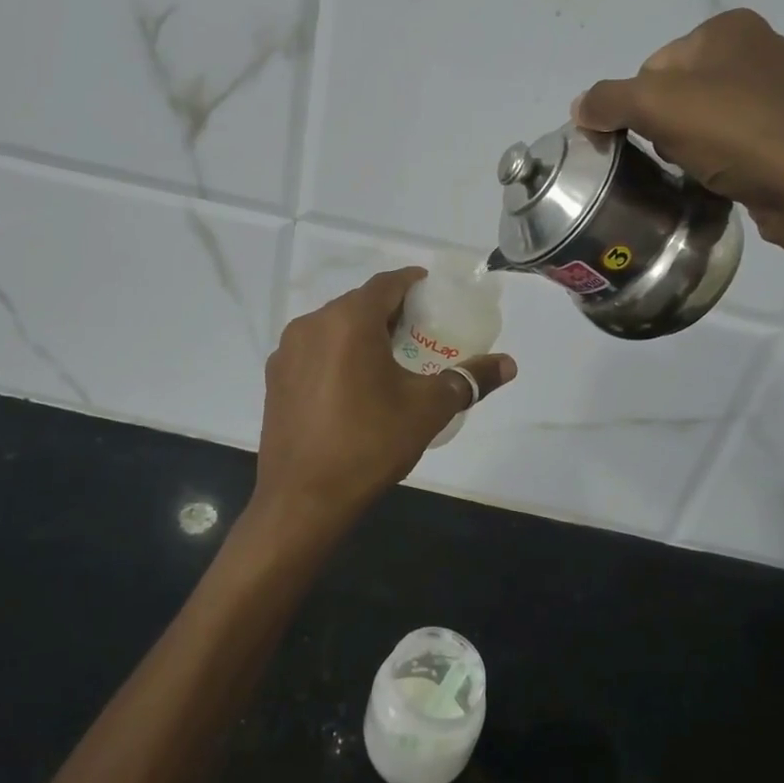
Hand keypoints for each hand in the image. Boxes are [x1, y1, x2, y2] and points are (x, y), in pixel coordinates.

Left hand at [250, 268, 516, 540]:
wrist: (303, 500)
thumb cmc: (370, 444)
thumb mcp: (428, 409)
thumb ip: (469, 379)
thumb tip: (509, 364)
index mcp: (348, 321)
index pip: (385, 285)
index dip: (411, 283)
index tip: (430, 291)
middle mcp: (311, 325)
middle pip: (357, 304)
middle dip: (388, 310)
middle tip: (417, 329)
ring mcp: (287, 352)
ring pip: (332, 327)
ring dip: (360, 333)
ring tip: (387, 357)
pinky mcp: (274, 379)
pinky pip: (313, 351)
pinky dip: (336, 354)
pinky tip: (351, 384)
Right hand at [575, 9, 783, 255]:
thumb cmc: (738, 132)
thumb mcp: (657, 105)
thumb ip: (608, 101)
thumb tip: (580, 107)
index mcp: (729, 27)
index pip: (652, 66)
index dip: (640, 106)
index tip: (653, 137)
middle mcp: (759, 48)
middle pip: (677, 93)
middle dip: (666, 128)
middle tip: (679, 155)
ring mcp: (782, 91)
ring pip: (704, 120)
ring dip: (691, 147)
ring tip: (704, 170)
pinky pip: (735, 143)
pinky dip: (721, 161)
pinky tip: (725, 178)